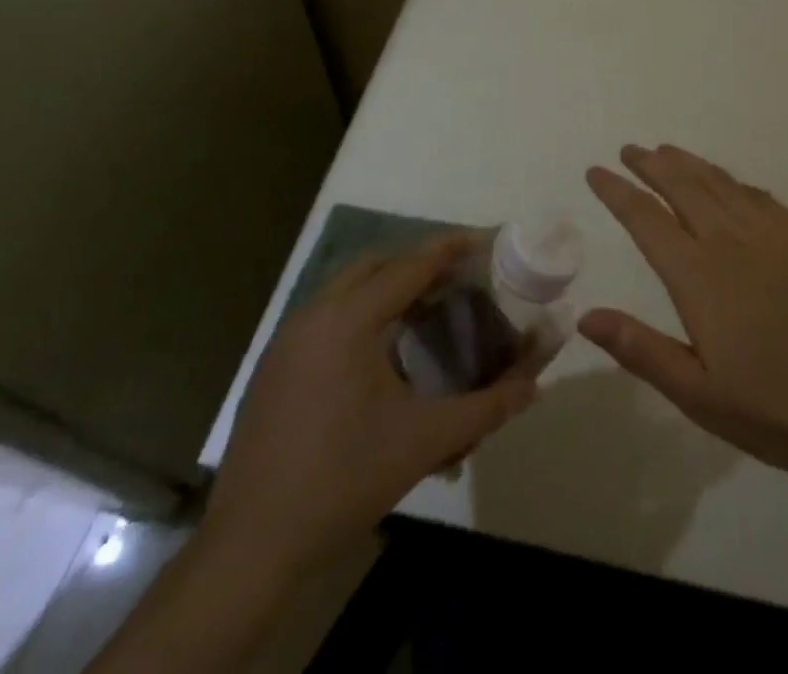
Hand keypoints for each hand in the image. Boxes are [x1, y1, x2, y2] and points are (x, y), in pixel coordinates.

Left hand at [201, 235, 536, 571]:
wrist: (251, 545)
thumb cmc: (344, 479)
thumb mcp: (425, 441)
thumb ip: (486, 408)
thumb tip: (535, 386)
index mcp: (349, 319)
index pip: (410, 265)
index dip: (450, 248)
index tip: (483, 241)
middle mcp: (314, 315)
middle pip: (374, 264)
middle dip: (416, 263)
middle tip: (456, 280)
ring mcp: (287, 340)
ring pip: (345, 288)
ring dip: (386, 288)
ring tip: (424, 311)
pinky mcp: (273, 367)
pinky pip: (325, 316)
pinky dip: (358, 313)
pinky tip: (379, 354)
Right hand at [581, 145, 787, 480]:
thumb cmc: (775, 407)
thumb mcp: (697, 393)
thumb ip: (640, 349)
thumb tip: (584, 316)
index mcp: (697, 275)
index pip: (645, 219)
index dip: (617, 191)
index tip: (596, 171)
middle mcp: (728, 240)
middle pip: (681, 186)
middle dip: (650, 164)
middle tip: (630, 150)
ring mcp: (769, 233)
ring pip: (718, 183)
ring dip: (688, 163)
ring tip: (667, 151)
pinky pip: (757, 194)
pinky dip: (731, 180)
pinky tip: (727, 182)